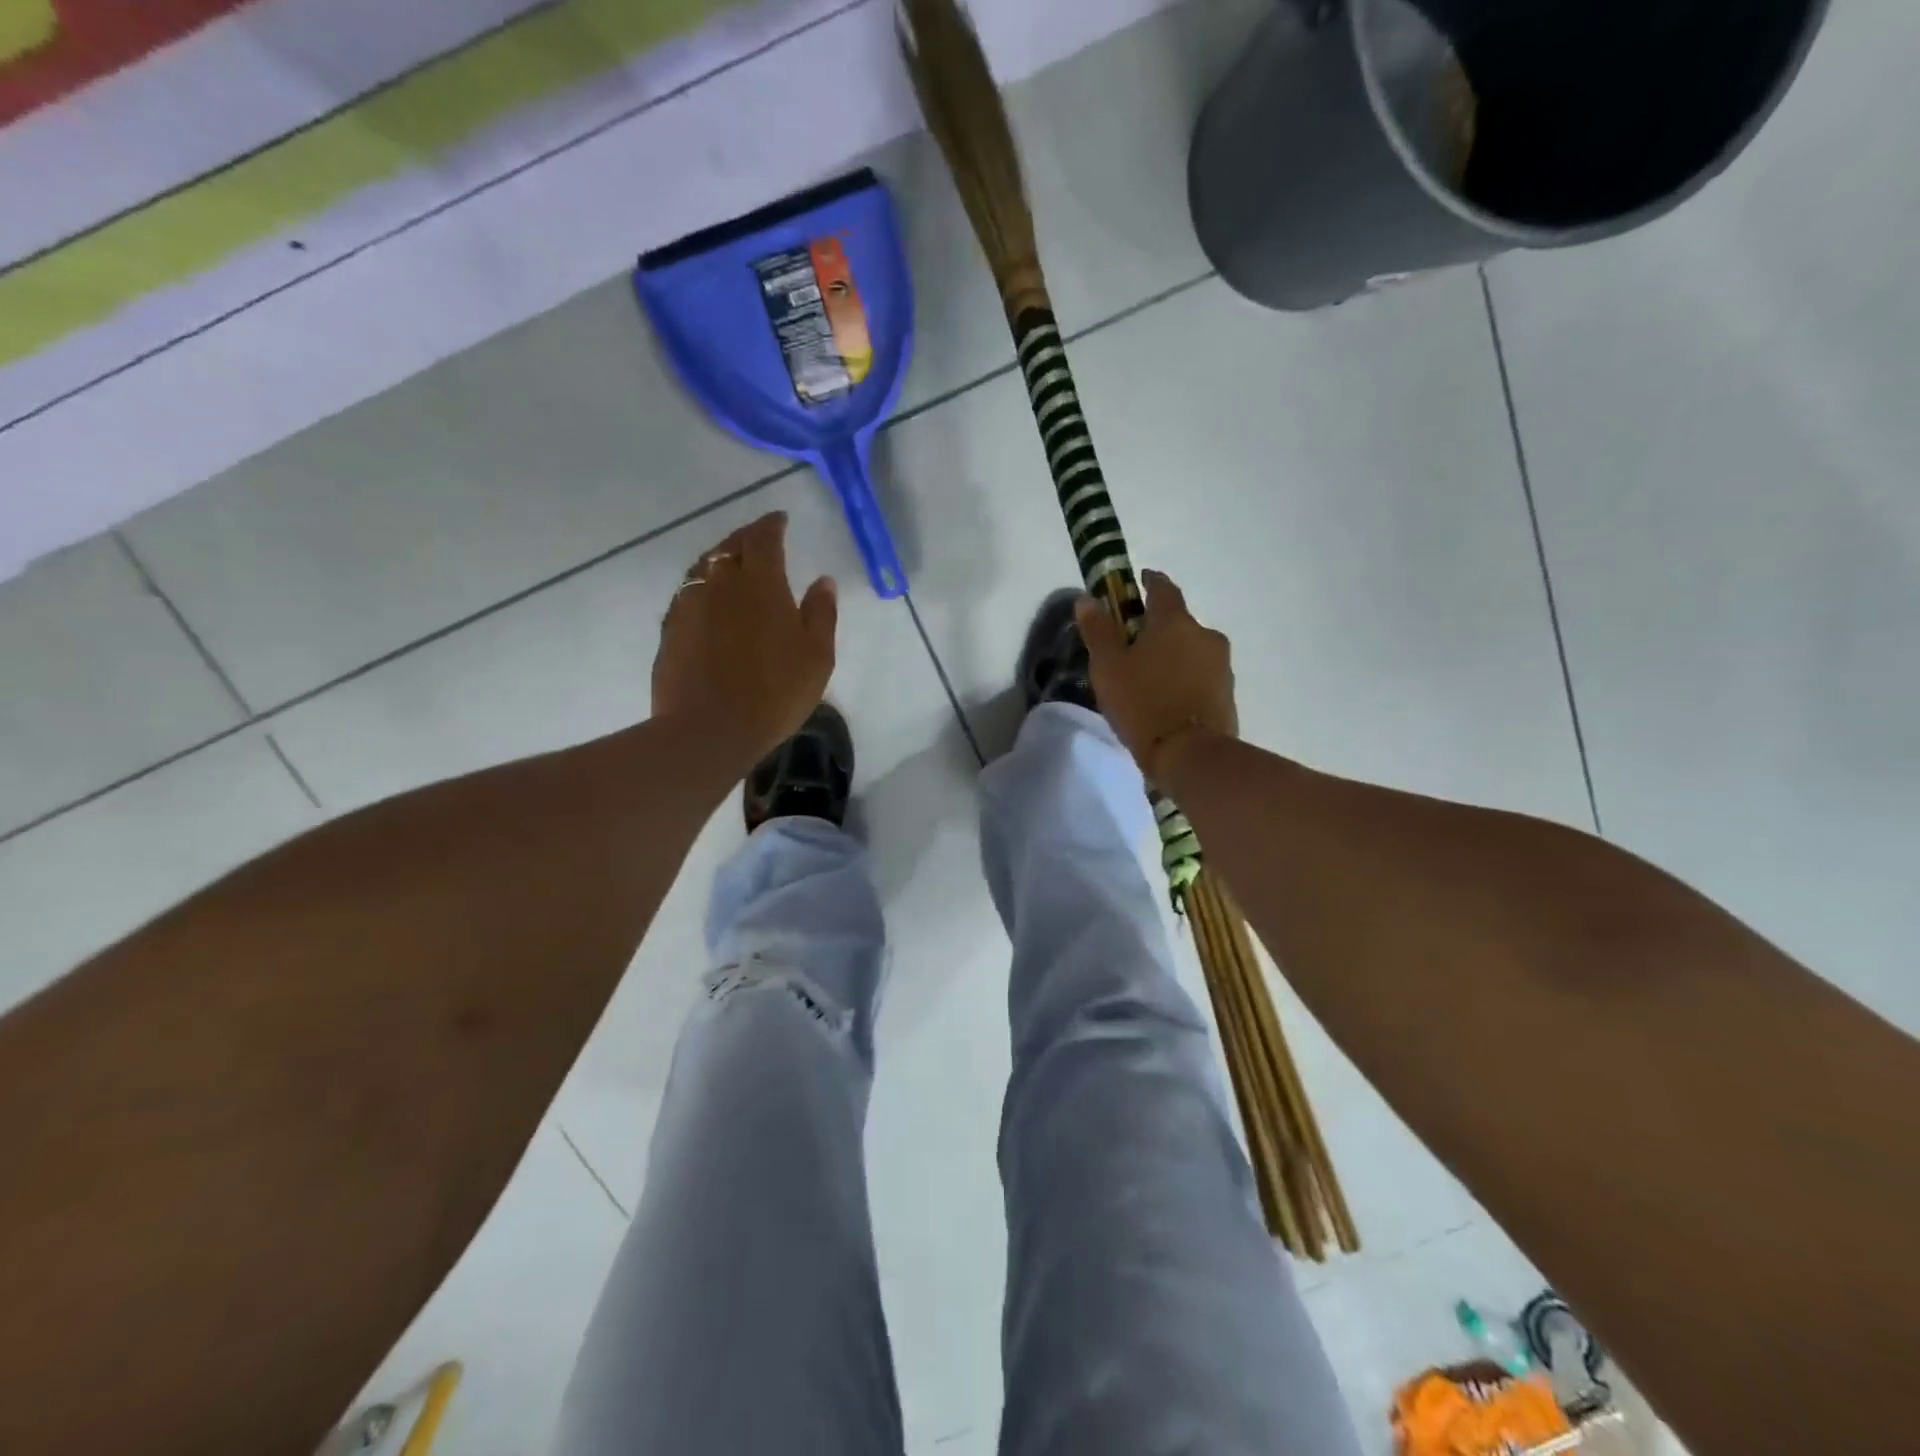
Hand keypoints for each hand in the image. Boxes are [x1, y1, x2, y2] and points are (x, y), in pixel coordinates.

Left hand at [652, 512, 837, 770]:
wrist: (709, 729)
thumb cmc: (775, 692)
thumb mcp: (817, 656)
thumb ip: (821, 613)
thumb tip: (823, 580)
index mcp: (761, 582)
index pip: (764, 537)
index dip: (772, 524)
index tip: (780, 520)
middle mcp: (720, 582)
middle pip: (730, 546)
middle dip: (746, 537)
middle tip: (759, 539)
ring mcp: (689, 604)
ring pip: (704, 567)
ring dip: (721, 559)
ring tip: (732, 566)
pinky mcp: (670, 629)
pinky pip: (688, 593)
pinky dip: (702, 587)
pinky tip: (709, 602)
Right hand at [1076, 569, 1237, 784]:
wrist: (1190, 755)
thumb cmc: (1142, 703)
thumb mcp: (1108, 667)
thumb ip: (1098, 631)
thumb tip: (1087, 599)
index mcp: (1175, 622)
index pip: (1163, 588)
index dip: (1149, 582)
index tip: (1137, 583)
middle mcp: (1205, 635)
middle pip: (1178, 622)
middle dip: (1157, 628)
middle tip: (1133, 646)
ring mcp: (1222, 666)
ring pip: (1191, 650)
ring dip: (1173, 656)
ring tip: (1149, 678)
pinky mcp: (1227, 694)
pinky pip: (1200, 677)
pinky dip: (1184, 680)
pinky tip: (1167, 699)